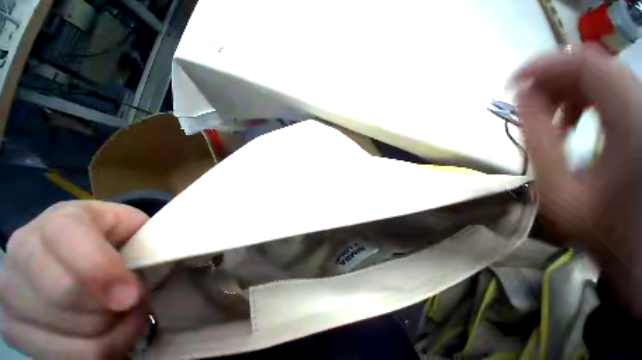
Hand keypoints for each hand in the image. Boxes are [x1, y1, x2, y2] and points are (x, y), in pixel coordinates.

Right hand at [0, 201, 148, 358]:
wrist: (80, 254)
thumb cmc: (114, 239)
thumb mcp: (133, 229)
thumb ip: (143, 243)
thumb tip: (132, 291)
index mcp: (59, 220)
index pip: (68, 239)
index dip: (100, 272)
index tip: (131, 297)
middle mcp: (22, 250)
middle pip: (63, 294)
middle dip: (109, 307)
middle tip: (134, 304)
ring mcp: (9, 291)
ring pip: (63, 331)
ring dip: (107, 332)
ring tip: (122, 317)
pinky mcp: (11, 327)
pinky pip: (59, 356)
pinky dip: (94, 352)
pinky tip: (106, 336)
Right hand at [513, 45, 641, 316]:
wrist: (634, 239)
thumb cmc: (600, 224)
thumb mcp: (558, 190)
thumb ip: (537, 141)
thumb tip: (521, 100)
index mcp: (629, 124)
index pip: (585, 66)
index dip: (545, 66)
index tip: (513, 83)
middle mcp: (640, 107)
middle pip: (593, 66)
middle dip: (551, 79)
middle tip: (524, 102)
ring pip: (600, 76)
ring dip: (565, 90)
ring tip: (547, 116)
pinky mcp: (640, 116)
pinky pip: (607, 91)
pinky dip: (581, 98)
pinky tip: (570, 119)